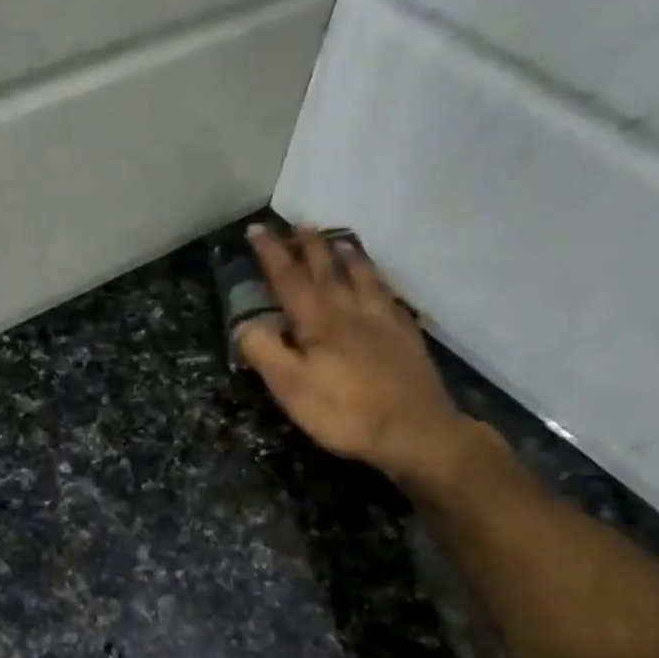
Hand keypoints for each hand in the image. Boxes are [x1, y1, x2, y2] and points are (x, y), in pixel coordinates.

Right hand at [236, 225, 473, 488]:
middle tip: (300, 225)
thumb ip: (263, 351)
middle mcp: (352, 311)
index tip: (257, 230)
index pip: (289, 278)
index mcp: (319, 321)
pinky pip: (391, 299)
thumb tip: (245, 323)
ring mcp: (385, 322)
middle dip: (311, 247)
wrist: (414, 432)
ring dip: (349, 257)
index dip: (271, 254)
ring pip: (365, 278)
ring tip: (342, 242)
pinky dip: (381, 284)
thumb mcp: (290, 387)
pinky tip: (382, 286)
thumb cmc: (343, 412)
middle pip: (328, 271)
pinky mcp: (406, 339)